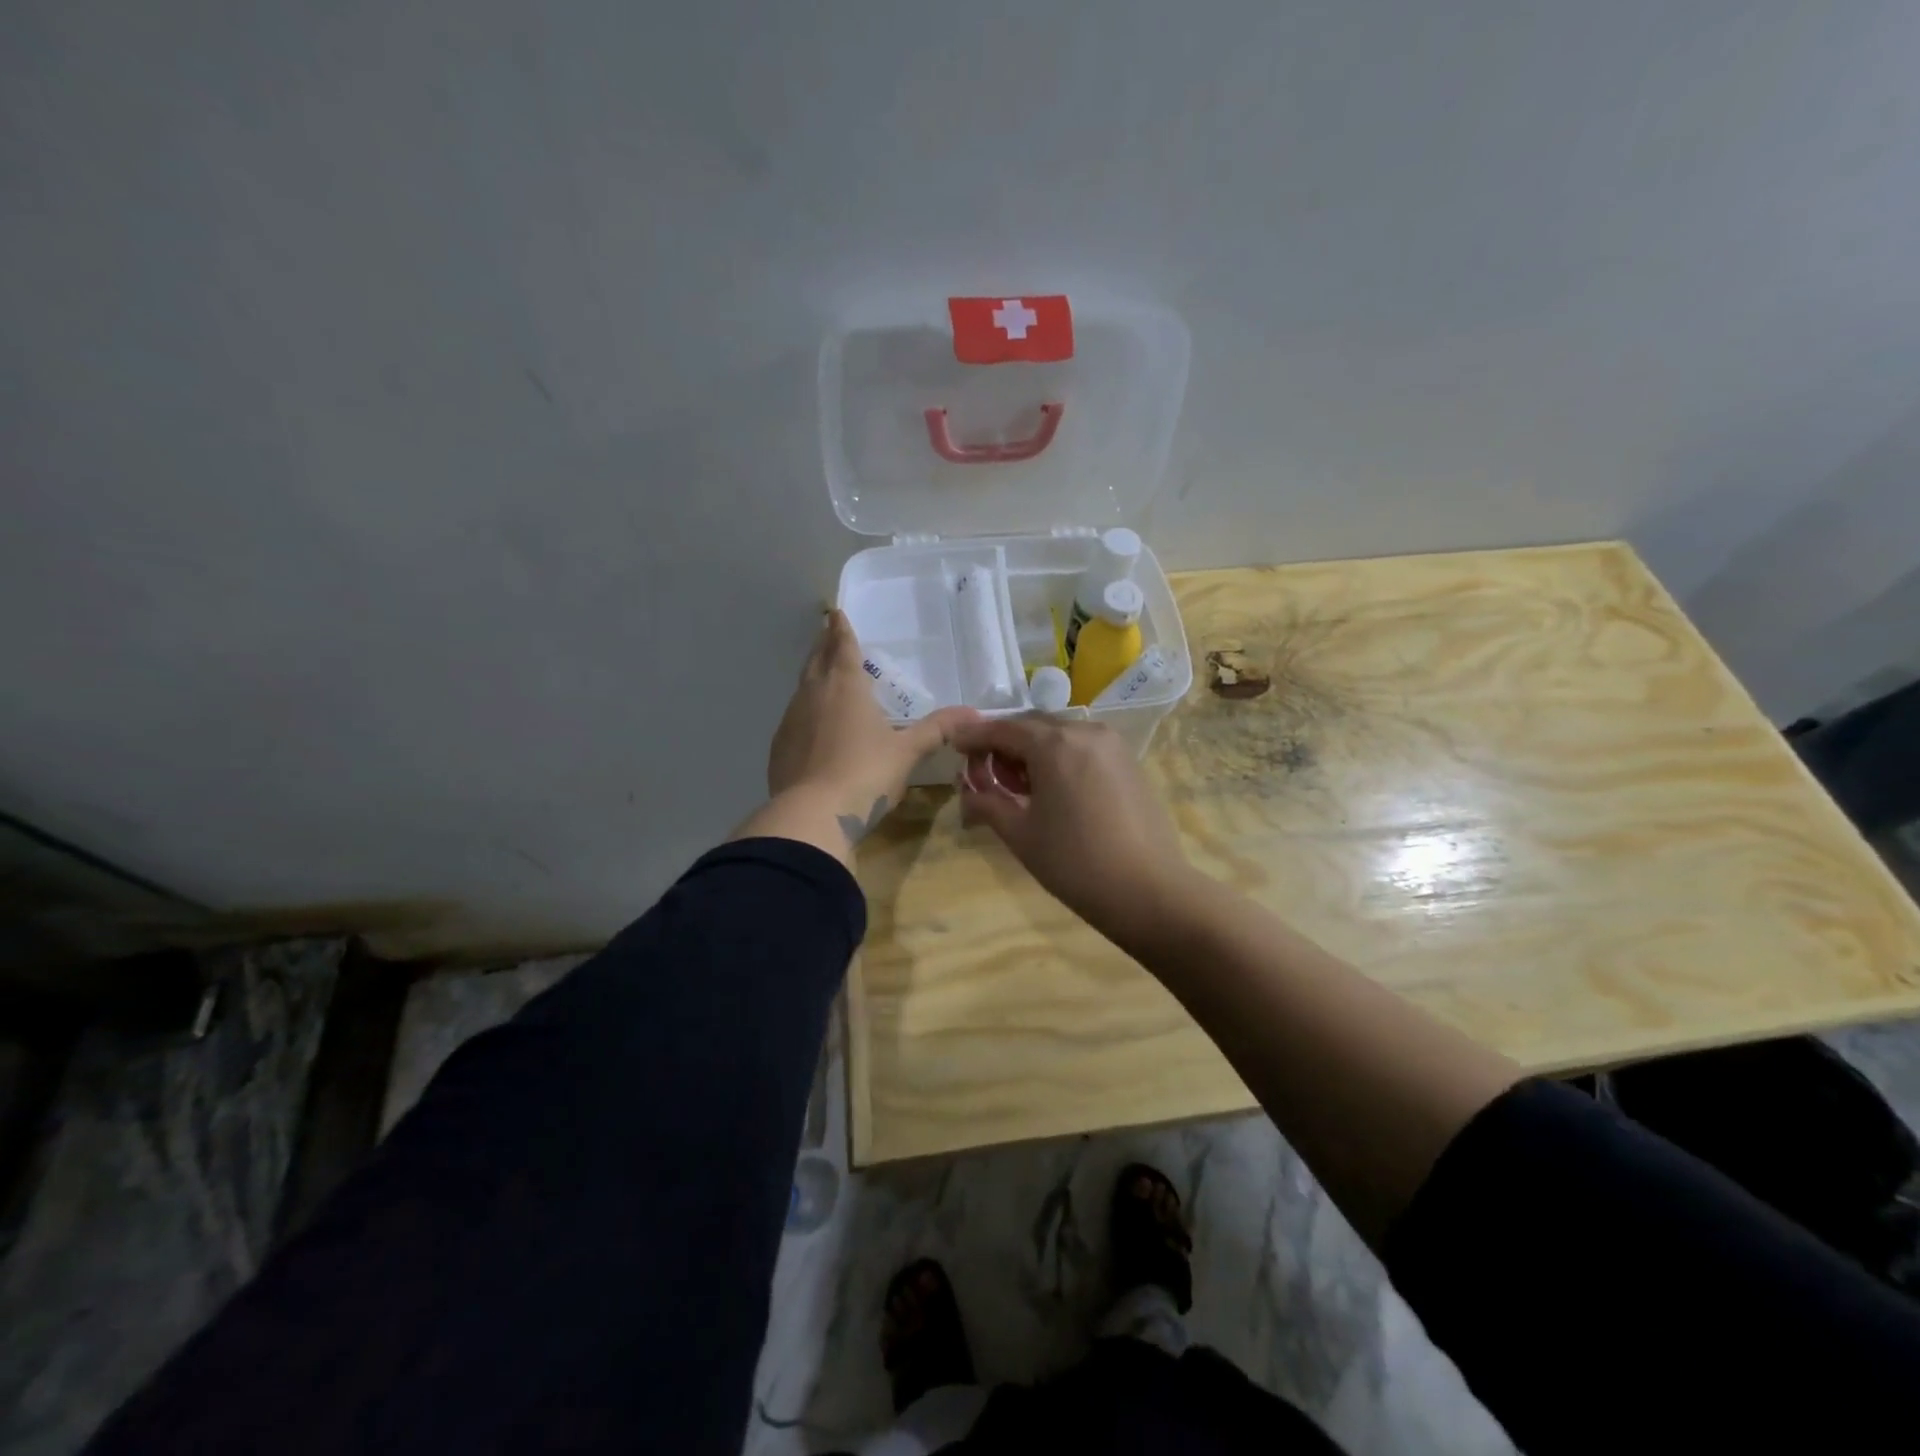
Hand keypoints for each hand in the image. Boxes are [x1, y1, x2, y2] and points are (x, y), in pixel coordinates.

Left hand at [761, 612, 972, 855]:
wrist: (813, 814)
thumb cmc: (866, 774)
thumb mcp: (907, 752)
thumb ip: (937, 730)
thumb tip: (974, 714)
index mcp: (846, 686)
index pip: (842, 647)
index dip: (841, 629)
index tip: (835, 613)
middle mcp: (814, 694)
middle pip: (816, 660)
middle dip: (822, 645)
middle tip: (825, 633)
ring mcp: (791, 720)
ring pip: (802, 688)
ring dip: (812, 676)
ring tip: (820, 675)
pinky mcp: (779, 746)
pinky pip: (793, 718)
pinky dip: (803, 711)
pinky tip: (810, 725)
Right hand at [948, 715, 1190, 934]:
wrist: (1148, 890)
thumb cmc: (1074, 862)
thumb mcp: (1020, 833)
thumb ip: (987, 803)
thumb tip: (967, 792)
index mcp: (1054, 744)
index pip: (1003, 729)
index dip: (975, 736)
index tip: (955, 745)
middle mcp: (1085, 731)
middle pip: (1033, 727)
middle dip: (1005, 745)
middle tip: (986, 774)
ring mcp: (1113, 745)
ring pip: (1060, 736)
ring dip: (1033, 752)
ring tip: (1020, 787)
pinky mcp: (1129, 763)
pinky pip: (1084, 748)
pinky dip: (1060, 759)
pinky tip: (1053, 790)